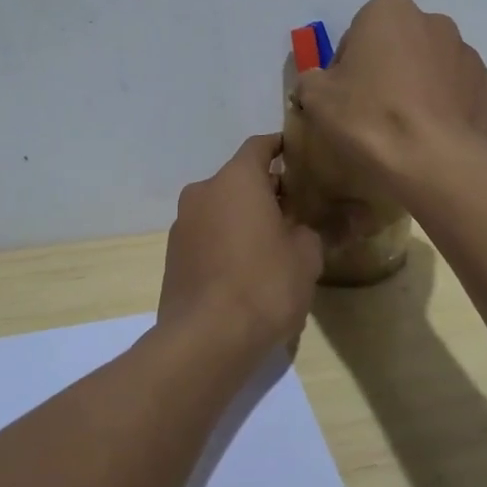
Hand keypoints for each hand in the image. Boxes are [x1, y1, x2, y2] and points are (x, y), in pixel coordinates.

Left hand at [157, 134, 321, 353]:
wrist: (205, 340)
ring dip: (244, 217)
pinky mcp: (173, 256)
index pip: (260, 146)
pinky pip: (207, 235)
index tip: (301, 157)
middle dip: (267, 190)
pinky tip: (246, 269)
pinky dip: (226, 240)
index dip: (282, 147)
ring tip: (272, 243)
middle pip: (239, 178)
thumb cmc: (264, 285)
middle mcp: (203, 191)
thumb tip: (309, 227)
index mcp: (236, 179)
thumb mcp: (306, 256)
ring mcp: (182, 224)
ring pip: (220, 208)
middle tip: (296, 210)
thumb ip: (313, 230)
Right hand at [293, 0, 486, 189]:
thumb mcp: (316, 98)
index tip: (344, 94)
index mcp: (390, 11)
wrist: (433, 162)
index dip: (348, 63)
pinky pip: (461, 94)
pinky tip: (434, 138)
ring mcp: (470, 56)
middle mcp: (436, 22)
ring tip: (407, 130)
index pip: (360, 30)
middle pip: (401, 44)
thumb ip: (312, 80)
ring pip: (434, 67)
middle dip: (389, 69)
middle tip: (373, 111)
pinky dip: (449, 109)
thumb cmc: (369, 118)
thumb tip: (319, 83)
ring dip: (421, 87)